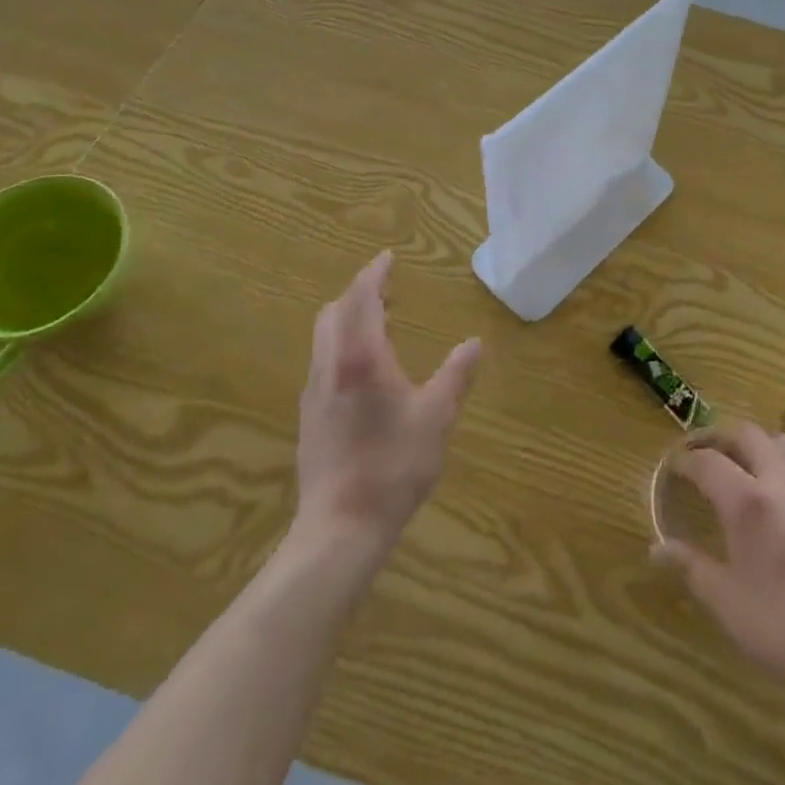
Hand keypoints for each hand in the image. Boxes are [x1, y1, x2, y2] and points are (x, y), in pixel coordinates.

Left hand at [291, 252, 480, 554]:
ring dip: (349, 318)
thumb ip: (456, 375)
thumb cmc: (394, 465)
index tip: (388, 258)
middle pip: (335, 312)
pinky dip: (342, 344)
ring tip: (381, 323)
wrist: (340, 527)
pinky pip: (324, 361)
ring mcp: (314, 392)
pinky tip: (365, 369)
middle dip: (358, 293)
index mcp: (361, 358)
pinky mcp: (309, 416)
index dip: (374, 274)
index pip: (362, 299)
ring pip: (324, 337)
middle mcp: (330, 366)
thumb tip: (475, 343)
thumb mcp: (437, 417)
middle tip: (388, 290)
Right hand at [655, 423, 784, 704]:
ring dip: (759, 444)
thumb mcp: (726, 603)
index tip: (674, 467)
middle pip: (748, 435)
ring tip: (746, 464)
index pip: (708, 462)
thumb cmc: (783, 630)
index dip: (686, 461)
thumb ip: (690, 566)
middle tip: (705, 454)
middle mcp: (783, 483)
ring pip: (784, 443)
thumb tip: (657, 548)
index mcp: (748, 503)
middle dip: (721, 438)